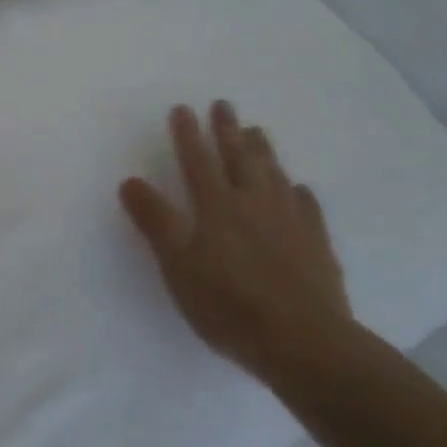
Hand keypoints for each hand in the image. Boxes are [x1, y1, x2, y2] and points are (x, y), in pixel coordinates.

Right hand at [119, 99, 359, 387]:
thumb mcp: (177, 264)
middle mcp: (254, 204)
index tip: (182, 108)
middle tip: (224, 105)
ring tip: (257, 131)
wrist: (303, 341)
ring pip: (274, 175)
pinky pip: (307, 208)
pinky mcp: (316, 245)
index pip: (197, 162)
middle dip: (227, 131)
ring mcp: (290, 222)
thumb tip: (130, 180)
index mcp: (217, 207)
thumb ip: (155, 220)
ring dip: (263, 151)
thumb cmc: (228, 304)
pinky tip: (299, 188)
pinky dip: (299, 193)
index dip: (187, 135)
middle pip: (239, 159)